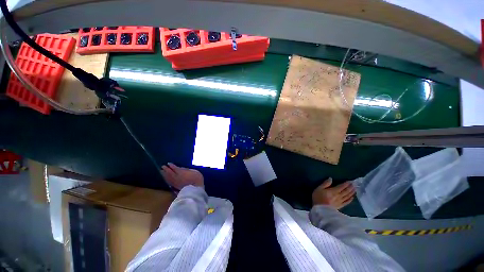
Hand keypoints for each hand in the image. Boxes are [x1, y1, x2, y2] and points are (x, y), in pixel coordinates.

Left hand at [161, 163, 203, 189]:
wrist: (196, 189)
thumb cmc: (197, 178)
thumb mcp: (194, 171)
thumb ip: (187, 169)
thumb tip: (181, 168)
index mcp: (181, 172)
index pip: (174, 168)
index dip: (171, 165)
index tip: (168, 163)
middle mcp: (176, 177)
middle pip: (169, 173)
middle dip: (166, 169)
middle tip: (162, 166)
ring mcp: (175, 183)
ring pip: (168, 178)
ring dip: (164, 175)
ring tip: (161, 172)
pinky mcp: (176, 187)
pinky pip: (169, 182)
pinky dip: (167, 180)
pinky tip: (165, 179)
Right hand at [312, 178, 354, 209]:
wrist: (320, 210)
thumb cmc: (318, 198)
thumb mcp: (319, 188)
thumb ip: (325, 183)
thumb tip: (331, 178)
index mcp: (333, 191)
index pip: (341, 186)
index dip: (346, 184)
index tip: (350, 181)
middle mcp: (338, 196)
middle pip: (346, 191)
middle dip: (350, 187)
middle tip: (354, 184)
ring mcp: (340, 202)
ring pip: (347, 196)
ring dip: (351, 192)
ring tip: (355, 189)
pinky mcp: (340, 206)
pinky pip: (346, 202)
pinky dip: (350, 199)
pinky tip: (352, 197)